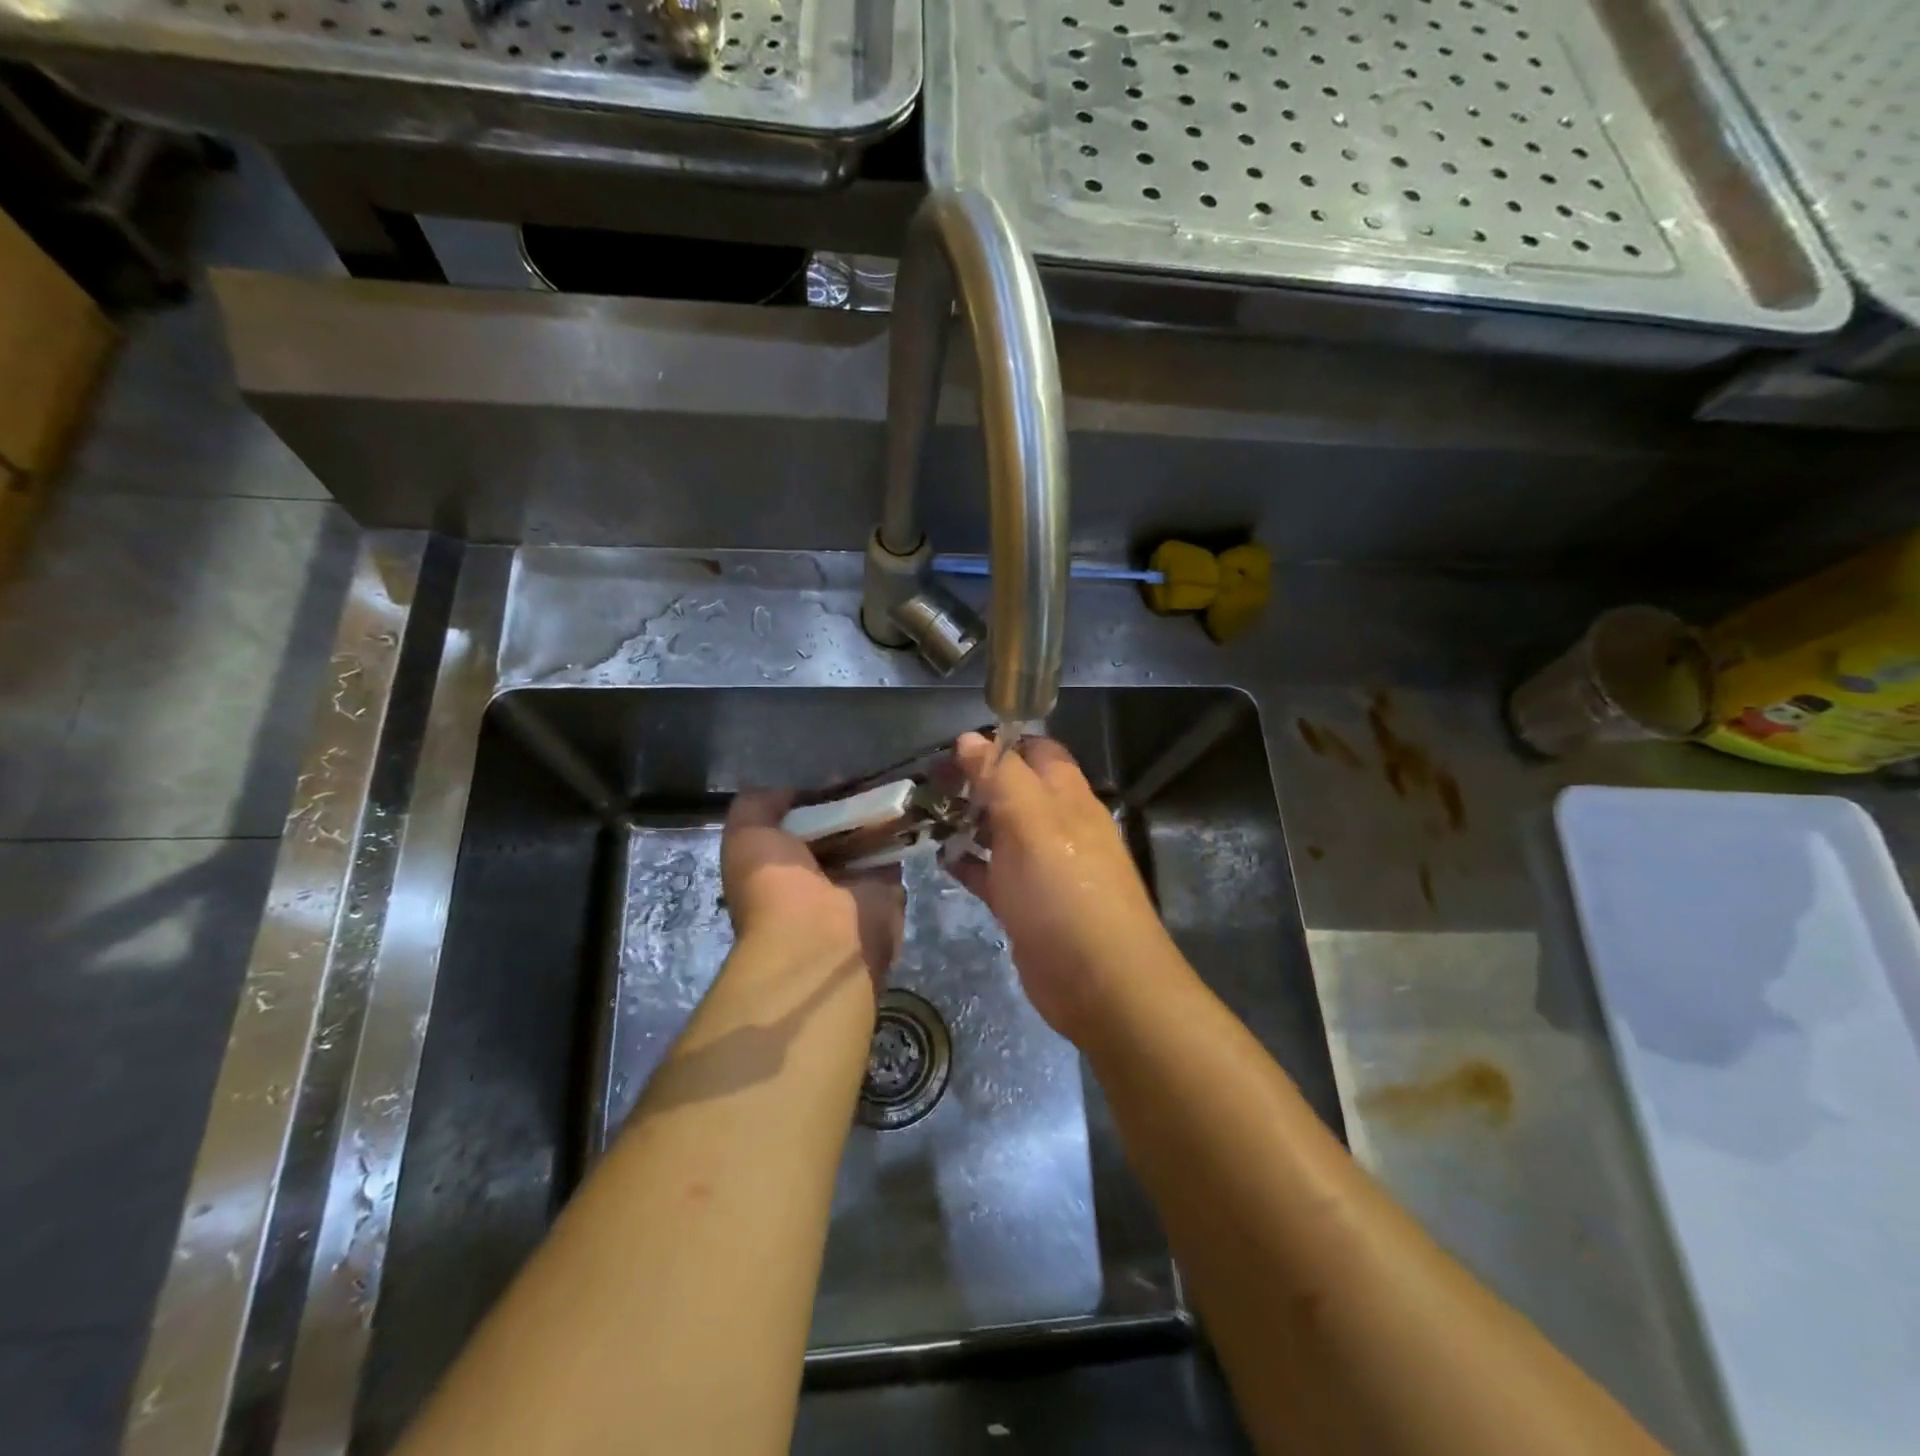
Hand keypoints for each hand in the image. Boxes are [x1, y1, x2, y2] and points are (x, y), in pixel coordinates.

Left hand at [721, 791, 904, 986]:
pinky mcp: (886, 889)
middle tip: (862, 777)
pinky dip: (898, 830)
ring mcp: (851, 885)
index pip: (795, 825)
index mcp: (776, 868)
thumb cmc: (774, 885)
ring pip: (864, 838)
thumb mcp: (745, 833)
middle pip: (833, 829)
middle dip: (845, 804)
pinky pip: (893, 851)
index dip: (809, 799)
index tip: (829, 777)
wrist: (819, 936)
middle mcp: (813, 877)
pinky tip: (902, 804)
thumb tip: (792, 791)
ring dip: (873, 814)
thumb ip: (759, 805)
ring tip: (886, 783)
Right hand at [951, 733, 1177, 1042]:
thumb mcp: (1032, 823)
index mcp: (1067, 797)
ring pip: (1000, 831)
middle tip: (927, 781)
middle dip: (974, 782)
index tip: (954, 747)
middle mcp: (1057, 826)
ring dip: (967, 821)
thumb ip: (1002, 777)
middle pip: (1014, 790)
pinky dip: (968, 863)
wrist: (1100, 983)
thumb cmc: (1065, 891)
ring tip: (922, 815)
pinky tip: (938, 859)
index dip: (1000, 743)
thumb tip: (970, 738)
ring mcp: (1041, 867)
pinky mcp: (1026, 904)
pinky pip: (992, 873)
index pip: (1037, 751)